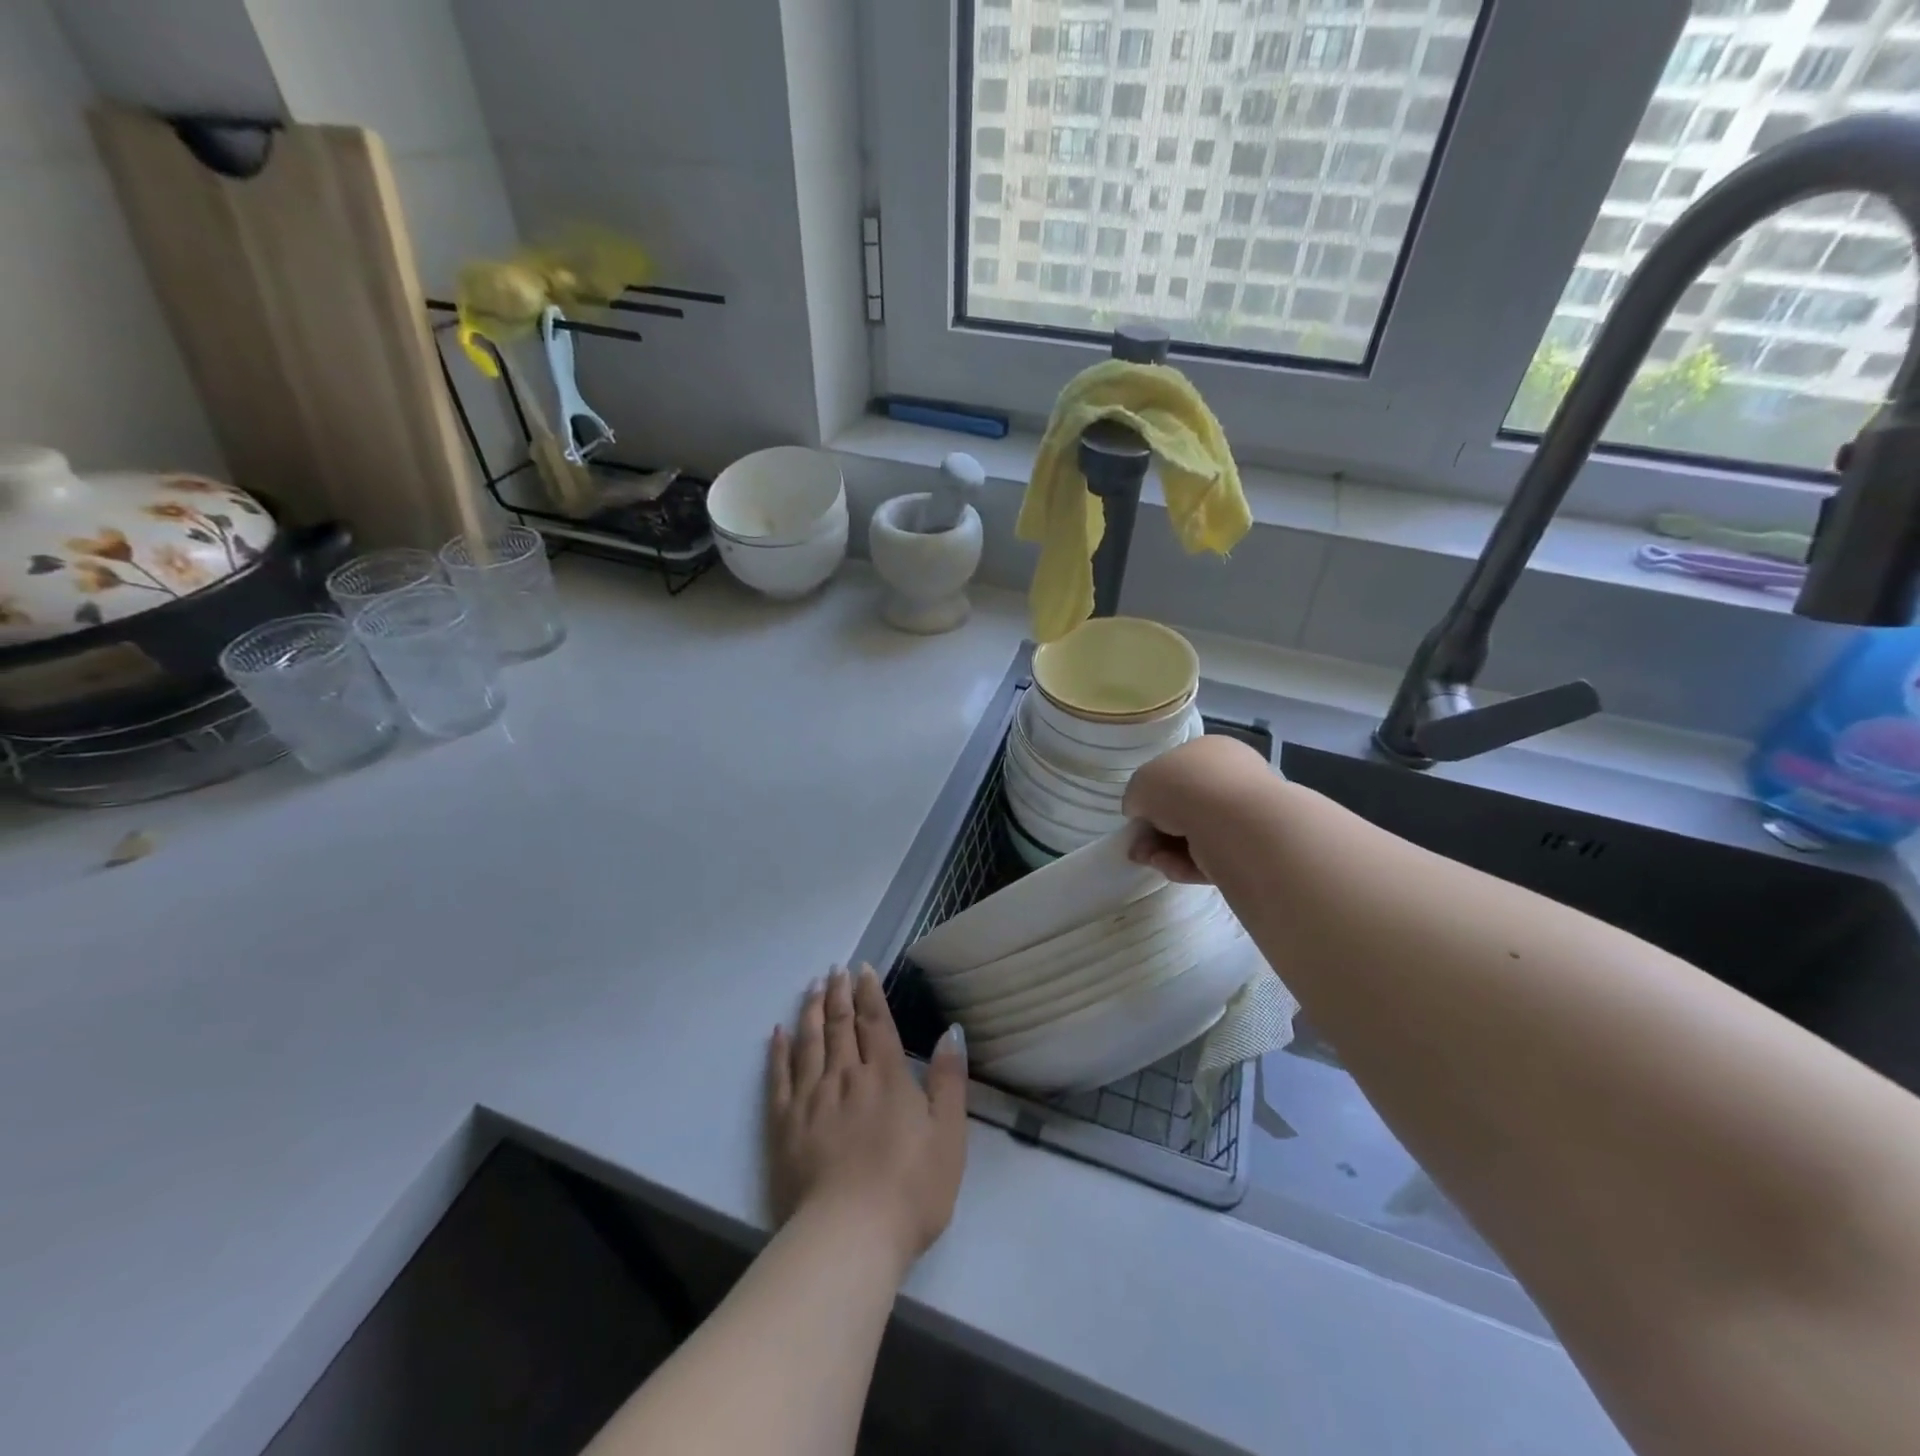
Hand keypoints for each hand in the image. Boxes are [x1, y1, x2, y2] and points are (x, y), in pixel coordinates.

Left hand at [766, 966, 967, 1275]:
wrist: (849, 1237)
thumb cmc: (910, 1190)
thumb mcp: (949, 1136)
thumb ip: (949, 1080)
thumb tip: (951, 1031)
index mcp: (886, 1076)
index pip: (876, 1022)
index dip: (870, 993)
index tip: (862, 969)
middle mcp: (846, 1076)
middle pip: (839, 1024)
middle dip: (838, 993)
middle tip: (835, 970)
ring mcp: (811, 1098)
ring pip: (809, 1041)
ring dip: (810, 1010)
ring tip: (812, 987)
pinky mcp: (785, 1125)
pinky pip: (779, 1077)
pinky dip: (778, 1051)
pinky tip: (778, 1033)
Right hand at [1122, 734, 1274, 884]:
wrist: (1236, 824)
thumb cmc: (1184, 788)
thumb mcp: (1141, 783)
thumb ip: (1136, 797)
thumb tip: (1141, 812)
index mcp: (1210, 750)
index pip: (1176, 772)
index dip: (1150, 795)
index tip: (1135, 816)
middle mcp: (1233, 777)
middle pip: (1184, 807)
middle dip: (1156, 830)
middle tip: (1137, 848)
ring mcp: (1246, 814)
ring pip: (1195, 835)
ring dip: (1166, 850)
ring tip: (1151, 861)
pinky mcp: (1253, 850)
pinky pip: (1212, 857)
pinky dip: (1187, 865)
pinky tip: (1172, 869)